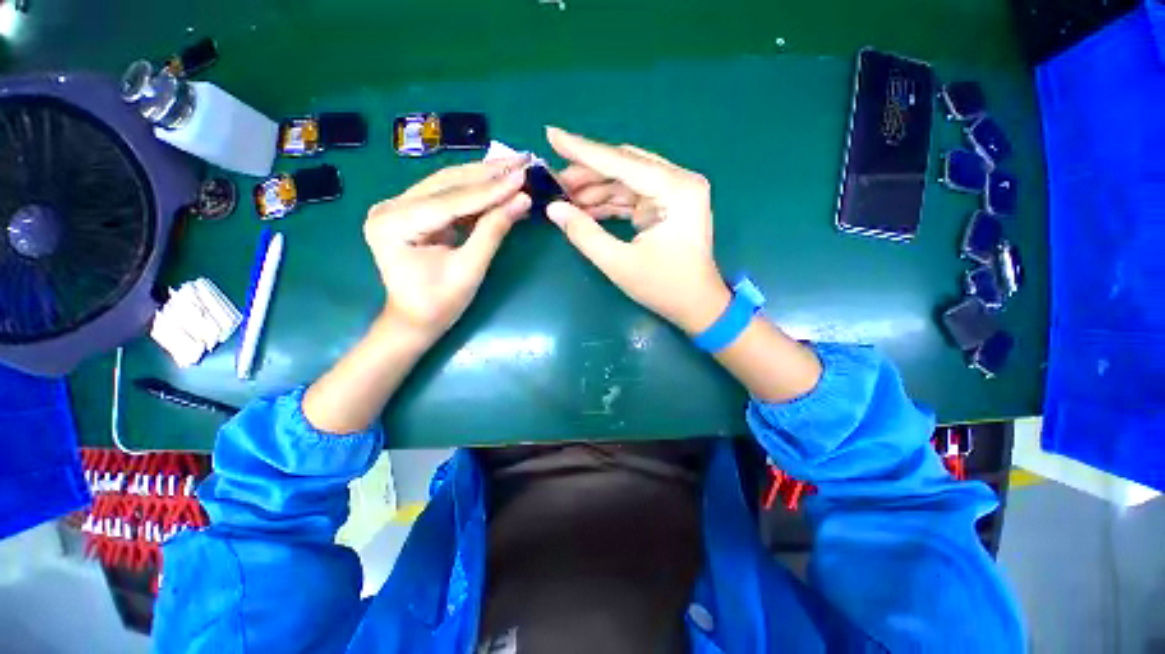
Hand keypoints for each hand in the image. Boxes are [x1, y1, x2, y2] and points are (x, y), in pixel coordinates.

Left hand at [364, 160, 530, 342]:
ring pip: (448, 184)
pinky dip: (476, 191)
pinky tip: (499, 183)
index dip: (492, 189)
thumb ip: (493, 232)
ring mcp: (399, 207)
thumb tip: (523, 200)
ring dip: (484, 176)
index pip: (452, 200)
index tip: (523, 175)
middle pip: (448, 183)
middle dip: (489, 173)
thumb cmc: (439, 304)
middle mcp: (391, 207)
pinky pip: (448, 195)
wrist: (414, 321)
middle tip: (522, 160)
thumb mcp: (469, 270)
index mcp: (395, 224)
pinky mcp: (412, 211)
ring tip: (514, 165)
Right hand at [546, 127, 730, 333]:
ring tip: (564, 199)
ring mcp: (674, 193)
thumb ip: (585, 235)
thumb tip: (553, 209)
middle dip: (587, 174)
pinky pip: (632, 196)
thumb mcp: (620, 264)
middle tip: (554, 183)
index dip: (583, 150)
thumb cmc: (665, 287)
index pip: (622, 162)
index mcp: (676, 190)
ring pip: (626, 180)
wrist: (698, 306)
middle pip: (624, 166)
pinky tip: (584, 210)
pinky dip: (608, 203)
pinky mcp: (667, 205)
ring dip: (595, 190)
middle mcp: (679, 182)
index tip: (552, 134)